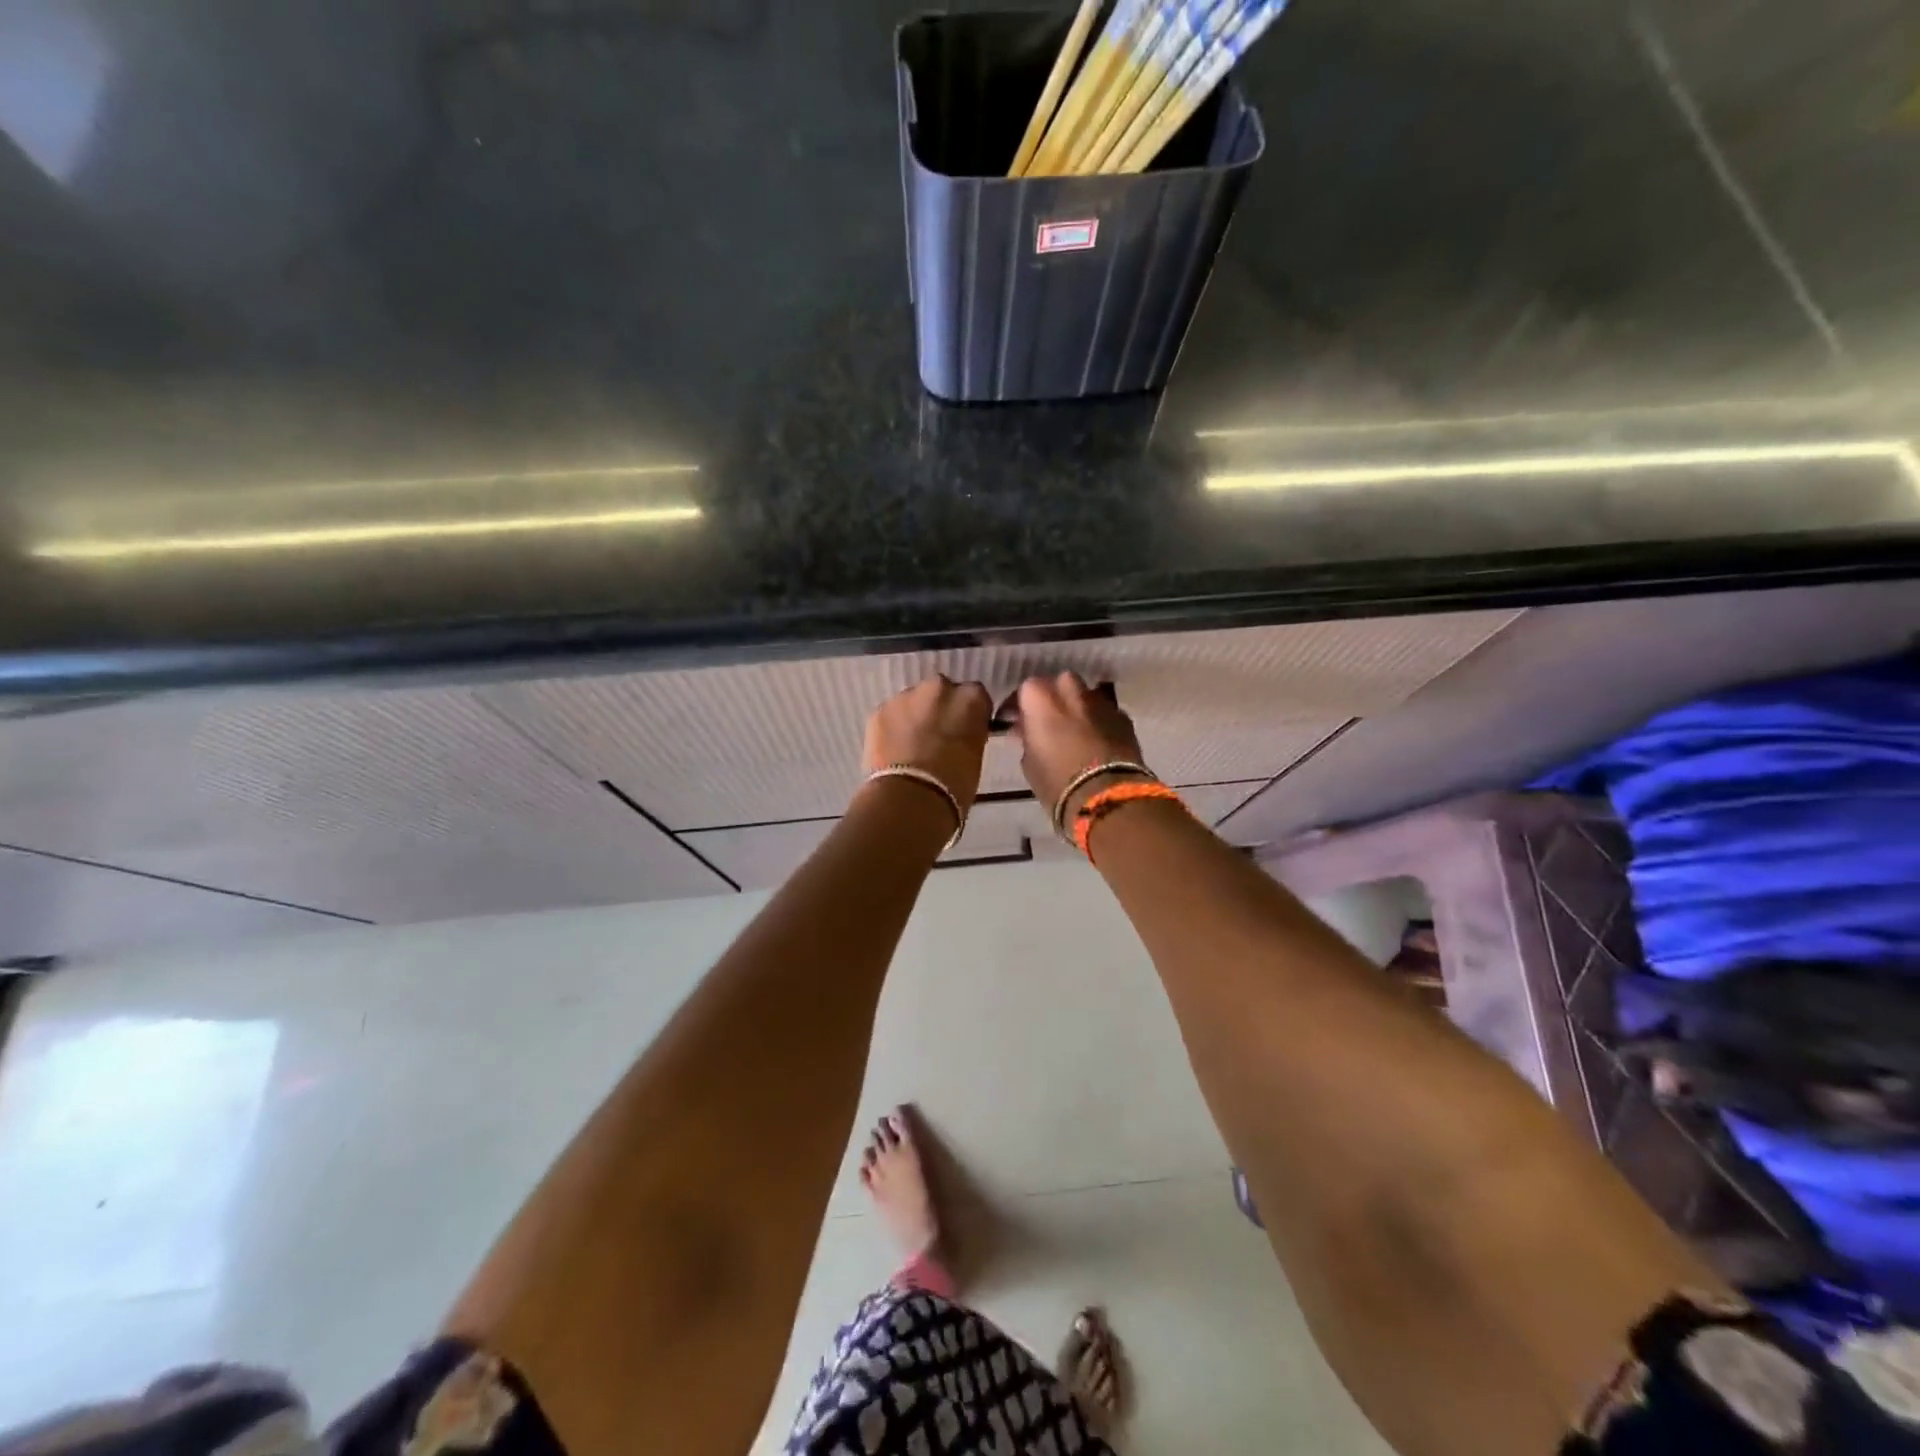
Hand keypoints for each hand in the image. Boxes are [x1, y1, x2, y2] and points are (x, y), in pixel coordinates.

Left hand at [861, 676, 993, 812]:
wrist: (910, 798)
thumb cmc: (955, 784)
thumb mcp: (975, 755)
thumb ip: (969, 734)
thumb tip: (959, 734)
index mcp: (970, 698)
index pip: (975, 696)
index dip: (968, 714)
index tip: (965, 729)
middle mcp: (939, 688)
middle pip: (941, 692)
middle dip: (939, 709)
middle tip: (937, 735)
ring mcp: (905, 696)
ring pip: (913, 701)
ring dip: (914, 716)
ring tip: (911, 744)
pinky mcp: (879, 710)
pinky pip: (890, 715)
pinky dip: (892, 727)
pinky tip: (893, 750)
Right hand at [1011, 672, 1149, 816]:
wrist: (1107, 797)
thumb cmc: (1056, 782)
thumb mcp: (1029, 762)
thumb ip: (1027, 738)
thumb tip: (1027, 730)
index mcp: (1041, 699)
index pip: (1025, 689)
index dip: (1020, 706)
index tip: (1015, 721)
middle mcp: (1071, 691)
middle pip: (1058, 684)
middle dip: (1052, 699)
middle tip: (1046, 722)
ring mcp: (1100, 702)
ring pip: (1084, 695)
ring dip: (1076, 708)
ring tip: (1073, 731)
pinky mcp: (1123, 718)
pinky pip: (1105, 713)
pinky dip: (1098, 722)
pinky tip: (1096, 741)